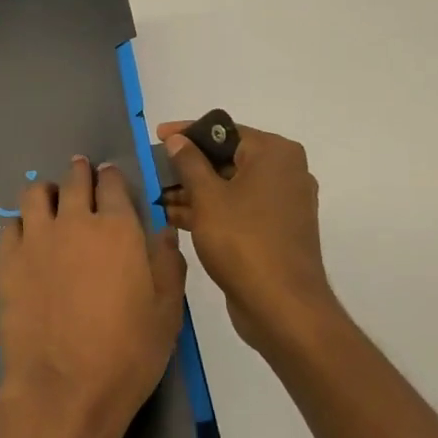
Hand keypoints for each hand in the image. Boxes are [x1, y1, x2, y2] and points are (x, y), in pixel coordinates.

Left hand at [0, 156, 188, 437]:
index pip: (113, 184)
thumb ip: (167, 264)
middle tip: (82, 174)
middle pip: (75, 180)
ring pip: (36, 193)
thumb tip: (163, 232)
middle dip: (81, 173)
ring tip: (53, 202)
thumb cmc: (127, 354)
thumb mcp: (167, 313)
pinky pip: (12, 225)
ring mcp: (37, 238)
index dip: (113, 177)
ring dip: (48, 192)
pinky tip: (29, 237)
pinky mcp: (9, 260)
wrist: (64, 388)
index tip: (111, 177)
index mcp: (118, 229)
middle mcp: (75, 222)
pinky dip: (23, 223)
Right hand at [158, 121, 334, 354]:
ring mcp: (282, 203)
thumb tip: (177, 140)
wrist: (282, 307)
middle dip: (188, 166)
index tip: (157, 137)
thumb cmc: (243, 241)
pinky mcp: (275, 230)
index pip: (224, 130)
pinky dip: (210, 210)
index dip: (188, 132)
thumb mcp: (207, 197)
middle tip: (153, 171)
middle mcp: (284, 172)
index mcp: (274, 154)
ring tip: (155, 197)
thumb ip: (189, 163)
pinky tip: (174, 217)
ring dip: (194, 191)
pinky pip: (238, 208)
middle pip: (227, 157)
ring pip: (230, 185)